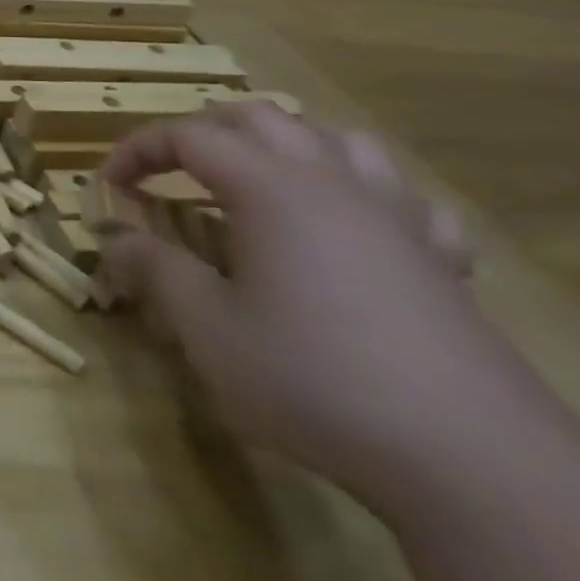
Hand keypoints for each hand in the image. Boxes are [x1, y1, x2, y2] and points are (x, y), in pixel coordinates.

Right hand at [98, 104, 551, 517]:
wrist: (470, 461)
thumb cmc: (312, 380)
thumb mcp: (206, 327)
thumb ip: (155, 269)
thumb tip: (116, 237)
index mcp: (271, 191)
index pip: (189, 136)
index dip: (138, 150)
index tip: (109, 185)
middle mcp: (334, 186)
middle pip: (261, 120)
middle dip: (202, 135)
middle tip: (168, 175)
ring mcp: (398, 219)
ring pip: (337, 141)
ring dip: (282, 148)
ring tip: (251, 184)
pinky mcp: (441, 260)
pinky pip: (403, 197)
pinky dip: (359, 194)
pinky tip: (345, 229)